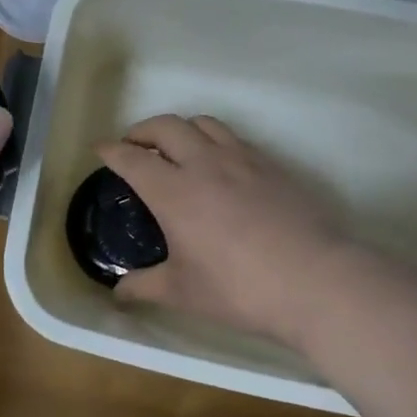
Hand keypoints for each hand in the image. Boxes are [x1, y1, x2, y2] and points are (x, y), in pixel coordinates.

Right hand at [97, 114, 353, 345]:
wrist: (315, 280)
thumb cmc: (240, 288)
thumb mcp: (184, 293)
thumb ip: (144, 287)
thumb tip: (117, 293)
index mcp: (173, 191)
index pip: (132, 158)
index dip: (111, 150)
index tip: (100, 149)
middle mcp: (203, 163)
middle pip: (165, 126)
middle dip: (142, 130)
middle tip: (134, 145)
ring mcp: (241, 159)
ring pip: (202, 123)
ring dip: (180, 128)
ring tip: (177, 147)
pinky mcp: (271, 164)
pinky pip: (233, 138)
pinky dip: (214, 140)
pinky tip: (220, 165)